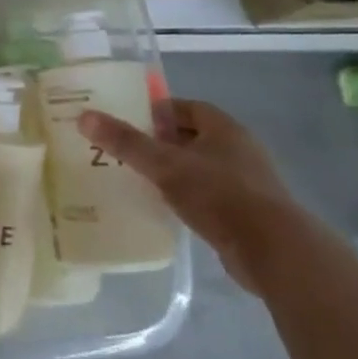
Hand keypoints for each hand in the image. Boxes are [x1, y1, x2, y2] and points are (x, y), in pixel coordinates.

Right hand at [79, 99, 320, 294]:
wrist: (273, 251)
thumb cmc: (219, 195)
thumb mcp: (164, 165)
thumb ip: (125, 142)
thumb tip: (84, 116)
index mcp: (224, 128)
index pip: (186, 107)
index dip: (157, 110)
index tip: (127, 120)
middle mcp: (238, 149)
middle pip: (192, 136)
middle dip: (159, 140)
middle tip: (125, 149)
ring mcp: (245, 181)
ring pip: (199, 166)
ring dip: (172, 169)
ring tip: (137, 177)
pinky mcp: (245, 211)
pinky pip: (207, 193)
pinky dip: (184, 194)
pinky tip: (162, 206)